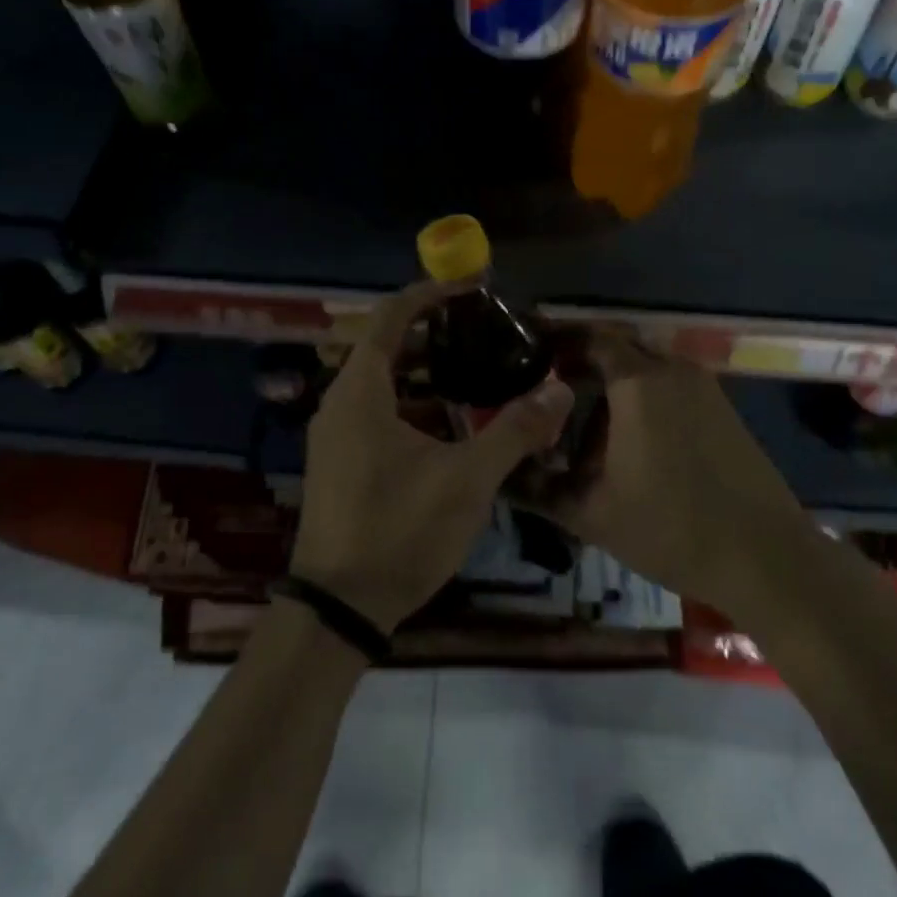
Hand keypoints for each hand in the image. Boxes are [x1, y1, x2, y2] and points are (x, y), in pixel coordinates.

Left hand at [289, 280, 573, 633]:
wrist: (337, 609)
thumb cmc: (398, 530)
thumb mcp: (466, 479)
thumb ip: (515, 430)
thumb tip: (560, 388)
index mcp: (361, 391)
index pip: (391, 316)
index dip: (430, 293)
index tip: (472, 288)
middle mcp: (341, 402)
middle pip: (387, 346)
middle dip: (436, 333)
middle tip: (485, 331)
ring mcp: (336, 434)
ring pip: (384, 383)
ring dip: (427, 372)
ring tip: (478, 371)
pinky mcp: (340, 461)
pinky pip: (378, 411)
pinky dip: (414, 404)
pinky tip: (452, 425)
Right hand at [523, 330, 807, 621]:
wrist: (768, 558)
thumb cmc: (673, 529)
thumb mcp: (592, 513)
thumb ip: (539, 488)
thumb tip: (501, 471)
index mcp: (638, 382)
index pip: (589, 337)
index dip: (555, 341)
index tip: (527, 355)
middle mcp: (671, 370)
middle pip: (618, 347)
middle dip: (581, 361)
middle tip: (548, 389)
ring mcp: (702, 387)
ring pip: (644, 367)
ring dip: (612, 383)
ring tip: (582, 421)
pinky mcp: (721, 408)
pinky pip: (668, 385)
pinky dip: (640, 396)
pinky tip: (626, 439)